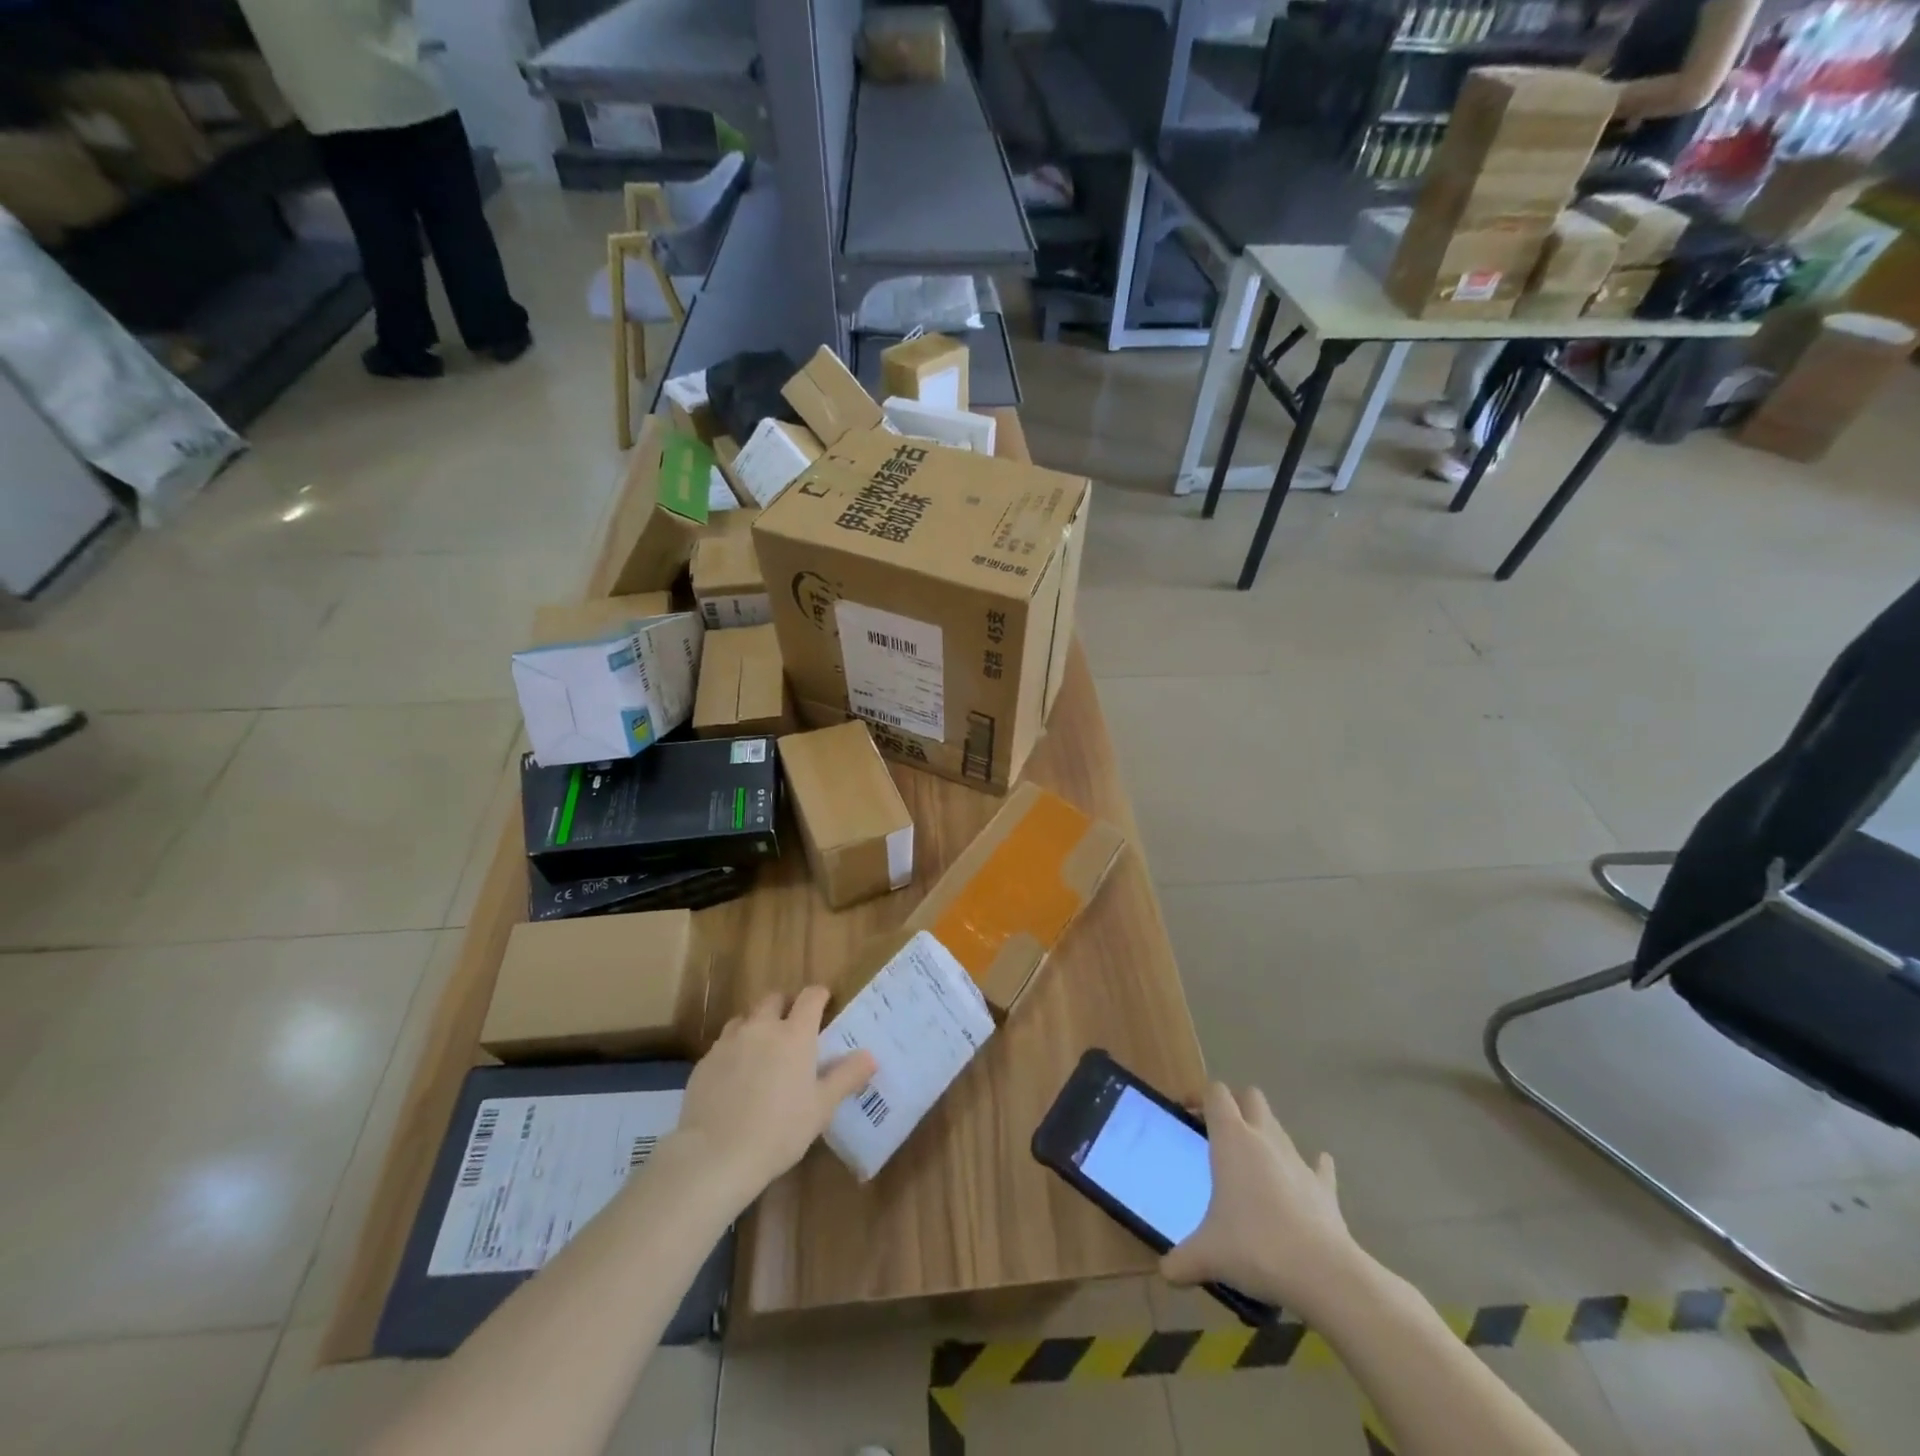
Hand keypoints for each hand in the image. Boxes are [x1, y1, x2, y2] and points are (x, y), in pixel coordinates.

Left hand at [673, 987, 875, 1207]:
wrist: (716, 1155)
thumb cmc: (779, 1130)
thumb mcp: (822, 1107)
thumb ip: (846, 1076)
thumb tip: (870, 1056)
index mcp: (794, 1034)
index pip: (810, 997)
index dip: (819, 995)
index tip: (825, 1002)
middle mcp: (761, 1028)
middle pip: (773, 999)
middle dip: (785, 1005)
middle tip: (793, 1027)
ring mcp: (729, 1042)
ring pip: (745, 1019)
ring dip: (756, 1025)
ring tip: (761, 1050)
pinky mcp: (705, 1062)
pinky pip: (723, 1044)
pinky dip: (733, 1050)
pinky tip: (735, 1077)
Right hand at [1160, 1083, 1367, 1318]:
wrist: (1323, 1274)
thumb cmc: (1255, 1247)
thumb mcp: (1208, 1255)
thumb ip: (1182, 1260)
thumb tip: (1165, 1273)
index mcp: (1232, 1139)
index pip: (1216, 1093)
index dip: (1201, 1097)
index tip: (1189, 1116)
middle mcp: (1265, 1138)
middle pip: (1251, 1097)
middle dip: (1236, 1106)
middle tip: (1221, 1135)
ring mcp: (1298, 1160)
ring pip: (1279, 1127)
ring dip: (1266, 1136)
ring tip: (1254, 1167)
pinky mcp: (1324, 1188)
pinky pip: (1318, 1166)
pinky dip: (1310, 1168)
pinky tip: (1303, 1181)